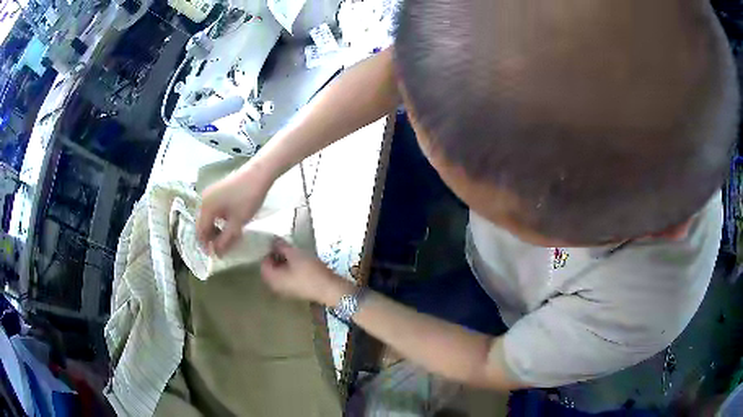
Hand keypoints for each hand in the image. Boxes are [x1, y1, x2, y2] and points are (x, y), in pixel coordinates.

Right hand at [197, 164, 273, 255]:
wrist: (259, 173)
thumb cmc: (247, 197)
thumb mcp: (237, 222)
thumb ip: (225, 240)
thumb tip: (217, 254)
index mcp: (205, 208)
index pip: (200, 232)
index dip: (207, 246)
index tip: (217, 257)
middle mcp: (204, 200)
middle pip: (203, 225)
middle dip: (211, 239)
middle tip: (224, 249)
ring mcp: (211, 194)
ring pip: (209, 218)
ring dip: (216, 230)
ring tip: (228, 239)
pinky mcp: (218, 191)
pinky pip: (214, 211)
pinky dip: (219, 221)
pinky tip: (230, 225)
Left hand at [261, 239, 350, 304]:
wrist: (328, 289)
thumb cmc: (309, 271)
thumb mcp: (295, 254)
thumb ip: (281, 246)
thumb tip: (274, 241)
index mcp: (271, 278)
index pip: (263, 263)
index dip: (269, 251)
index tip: (280, 244)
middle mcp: (275, 287)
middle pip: (270, 269)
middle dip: (276, 257)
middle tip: (287, 248)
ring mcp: (285, 291)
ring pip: (279, 274)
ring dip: (284, 264)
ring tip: (295, 255)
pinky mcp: (295, 292)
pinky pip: (287, 279)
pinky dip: (290, 271)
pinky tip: (301, 265)